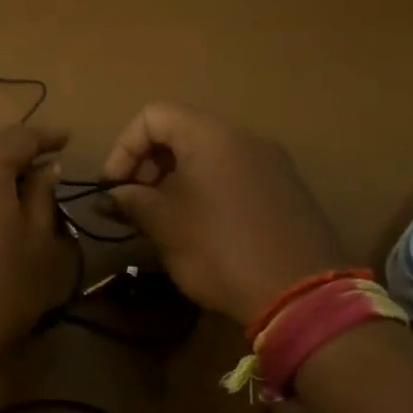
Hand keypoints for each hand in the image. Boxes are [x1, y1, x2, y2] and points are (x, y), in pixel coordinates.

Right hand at [101, 102, 349, 323]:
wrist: (302, 296)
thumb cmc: (220, 249)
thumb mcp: (164, 224)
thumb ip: (131, 200)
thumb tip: (109, 196)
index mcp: (210, 134)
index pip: (152, 116)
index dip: (123, 148)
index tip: (113, 187)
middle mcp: (243, 137)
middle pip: (180, 132)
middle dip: (148, 165)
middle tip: (134, 204)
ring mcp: (270, 162)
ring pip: (207, 155)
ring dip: (174, 180)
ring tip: (162, 219)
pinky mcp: (285, 189)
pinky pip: (233, 175)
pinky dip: (205, 190)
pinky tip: (199, 228)